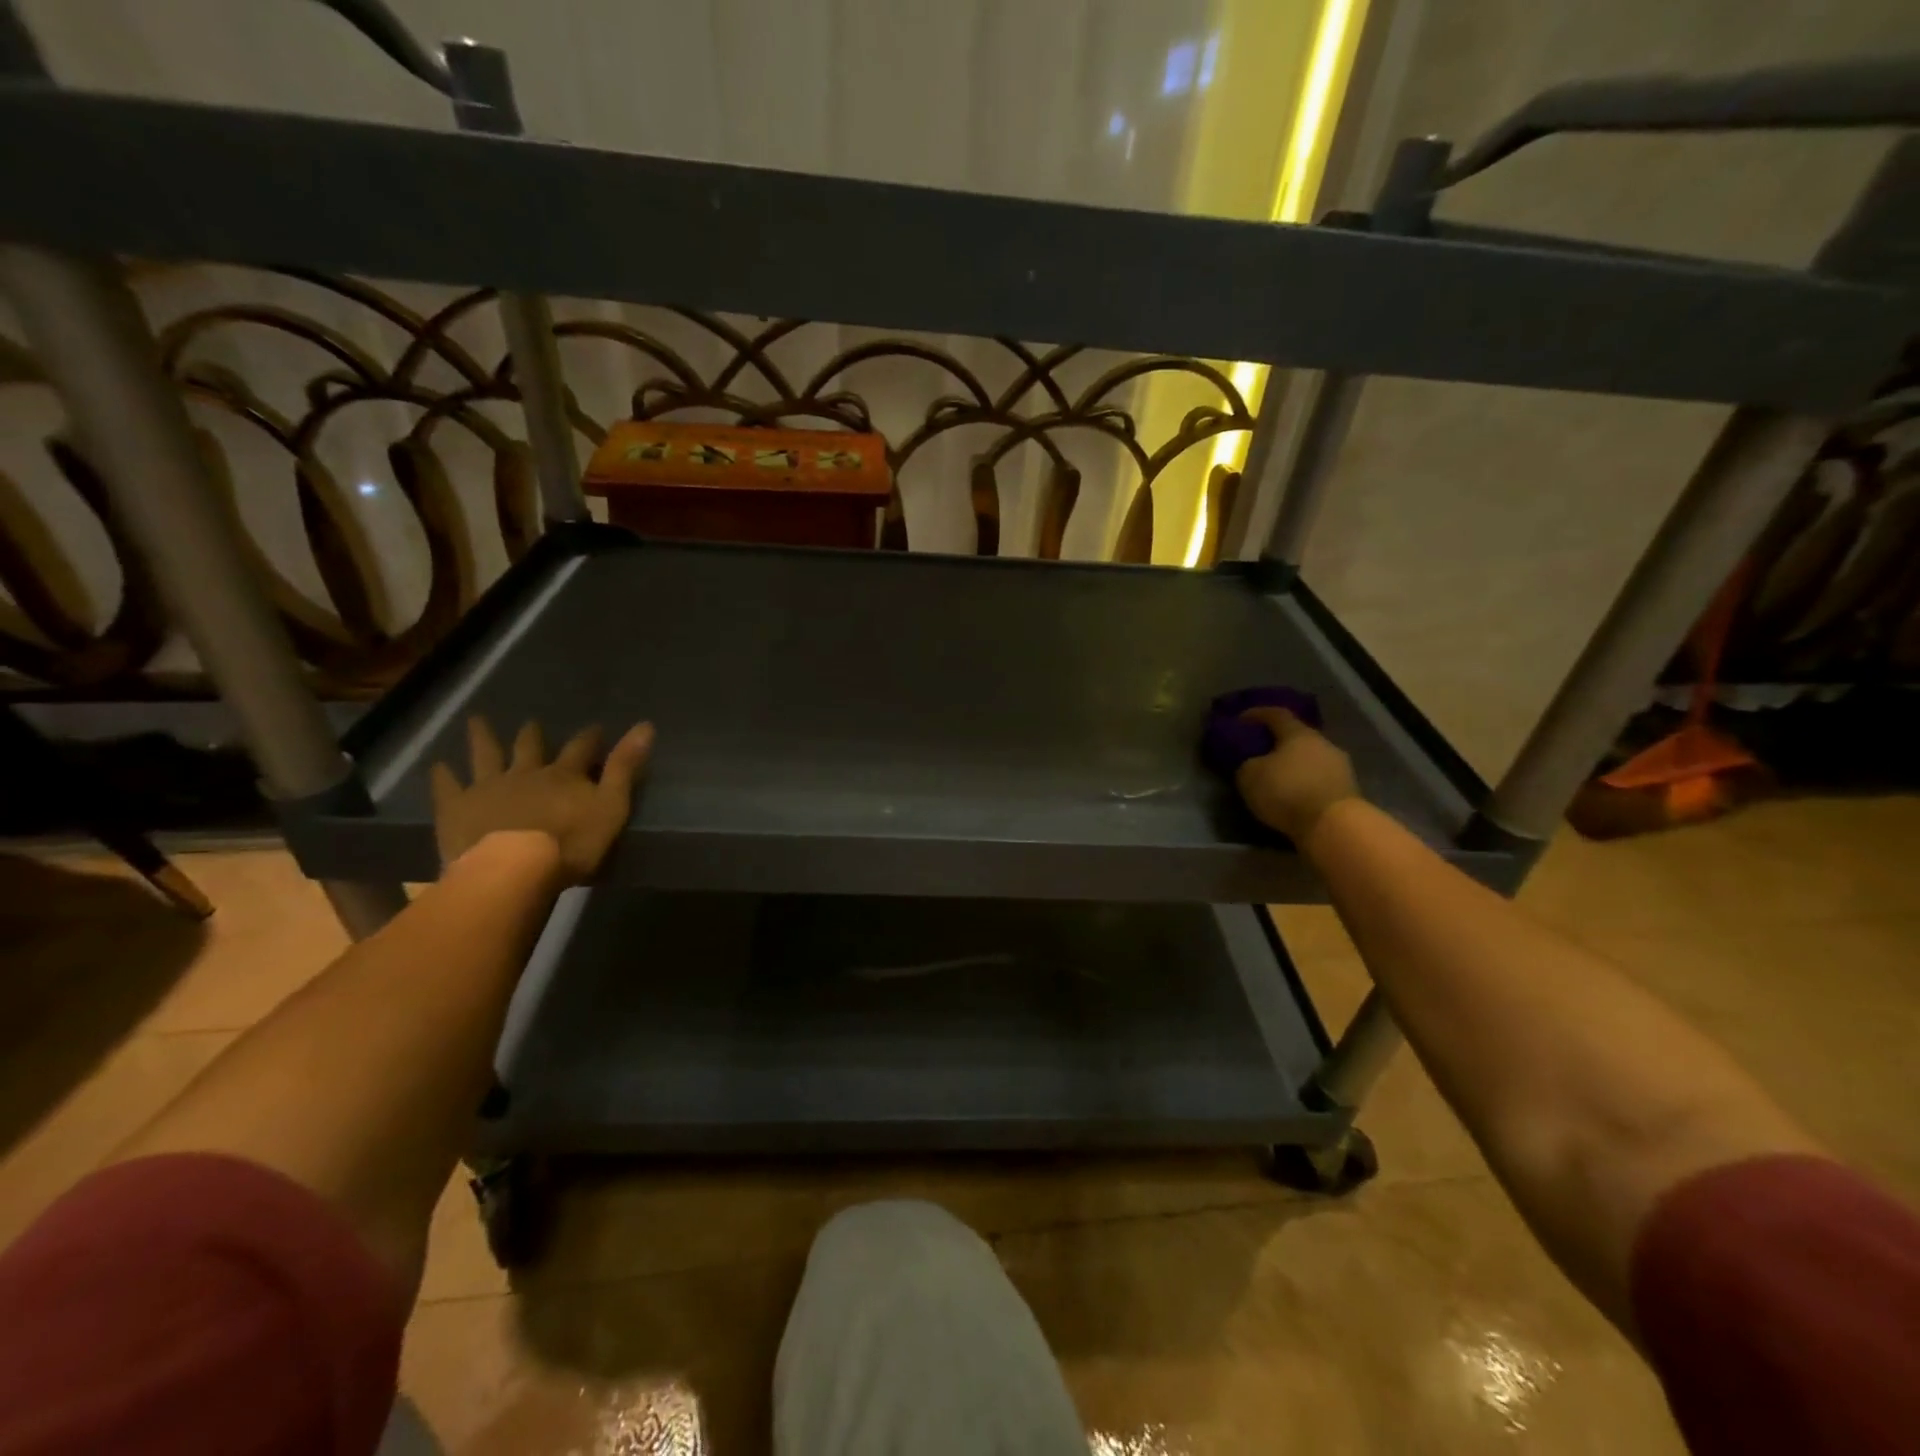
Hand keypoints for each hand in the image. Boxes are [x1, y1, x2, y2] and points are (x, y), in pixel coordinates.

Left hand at [430, 716, 654, 882]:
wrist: (513, 869)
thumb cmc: (571, 844)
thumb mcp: (611, 806)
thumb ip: (625, 768)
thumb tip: (646, 725)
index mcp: (564, 775)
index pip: (581, 748)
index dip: (590, 737)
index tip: (595, 727)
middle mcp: (526, 773)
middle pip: (530, 747)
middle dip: (533, 735)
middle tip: (532, 723)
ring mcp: (488, 787)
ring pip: (486, 755)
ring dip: (483, 738)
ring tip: (476, 720)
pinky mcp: (457, 808)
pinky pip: (448, 786)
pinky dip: (443, 775)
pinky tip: (438, 766)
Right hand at [1233, 708, 1359, 844]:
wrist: (1334, 826)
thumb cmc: (1287, 791)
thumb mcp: (1250, 776)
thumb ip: (1247, 763)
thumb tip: (1252, 763)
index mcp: (1299, 733)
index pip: (1276, 714)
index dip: (1257, 714)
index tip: (1240, 720)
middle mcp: (1323, 743)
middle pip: (1297, 737)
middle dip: (1277, 743)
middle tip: (1259, 752)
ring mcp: (1340, 767)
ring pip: (1310, 759)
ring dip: (1293, 766)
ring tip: (1276, 778)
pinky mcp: (1347, 791)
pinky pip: (1318, 780)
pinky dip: (1304, 783)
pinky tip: (1292, 795)